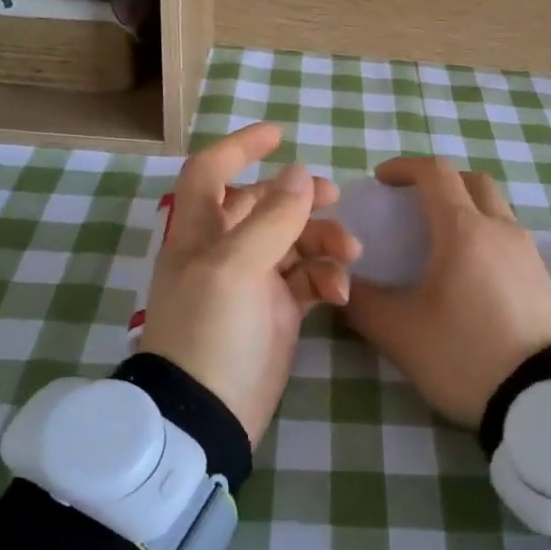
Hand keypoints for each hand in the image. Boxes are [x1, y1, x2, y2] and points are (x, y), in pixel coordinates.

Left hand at [139, 123, 357, 446]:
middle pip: (263, 204)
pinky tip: (339, 293)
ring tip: (350, 255)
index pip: (211, 172)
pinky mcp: (276, 311)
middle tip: (337, 198)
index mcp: (200, 232)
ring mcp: (252, 281)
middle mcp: (224, 250)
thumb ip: (272, 219)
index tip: (279, 134)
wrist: (207, 415)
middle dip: (300, 198)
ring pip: (293, 241)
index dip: (239, 148)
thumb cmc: (211, 332)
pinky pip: (307, 279)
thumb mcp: (237, 268)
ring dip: (323, 241)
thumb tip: (299, 173)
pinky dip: (325, 278)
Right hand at [342, 156, 550, 430]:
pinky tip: (470, 273)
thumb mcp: (400, 333)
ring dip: (466, 208)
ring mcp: (528, 252)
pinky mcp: (543, 278)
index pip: (435, 174)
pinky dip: (485, 235)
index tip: (380, 180)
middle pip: (472, 182)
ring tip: (439, 242)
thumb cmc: (465, 355)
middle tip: (413, 205)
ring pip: (496, 208)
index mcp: (463, 230)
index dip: (404, 167)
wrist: (543, 399)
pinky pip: (510, 237)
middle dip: (439, 182)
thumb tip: (341, 286)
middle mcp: (501, 229)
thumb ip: (363, 303)